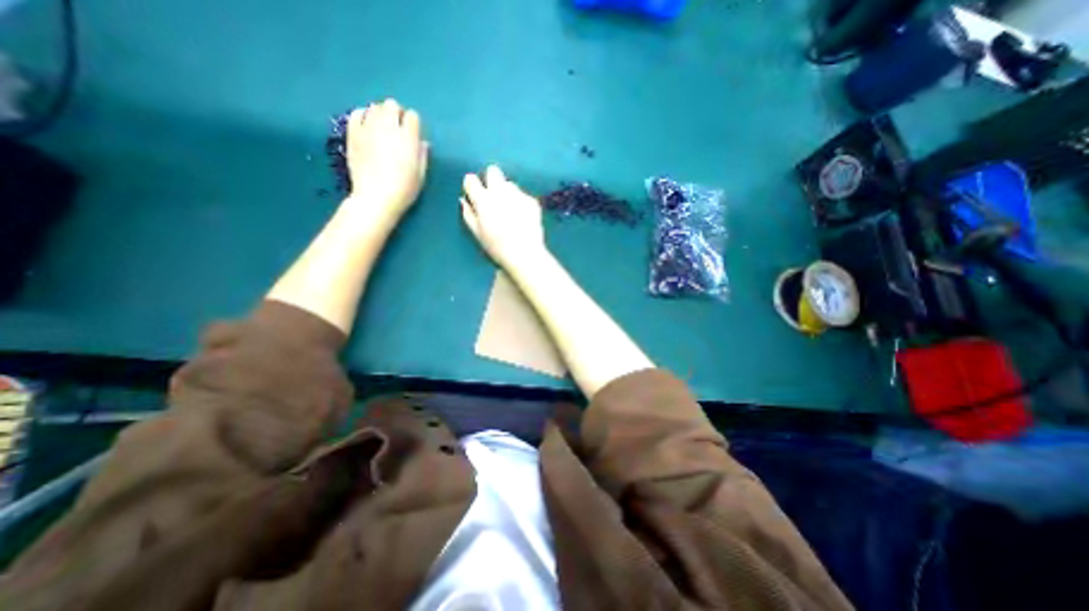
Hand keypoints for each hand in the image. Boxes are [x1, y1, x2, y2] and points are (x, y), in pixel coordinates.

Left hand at [350, 100, 430, 221]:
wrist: (376, 197)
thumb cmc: (404, 189)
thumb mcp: (421, 175)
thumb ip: (422, 155)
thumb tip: (422, 142)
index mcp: (408, 138)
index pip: (412, 116)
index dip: (413, 124)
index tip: (412, 135)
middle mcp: (388, 128)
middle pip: (392, 105)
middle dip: (396, 114)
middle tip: (397, 129)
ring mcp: (368, 128)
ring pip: (374, 107)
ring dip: (380, 114)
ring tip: (382, 129)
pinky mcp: (353, 133)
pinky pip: (356, 113)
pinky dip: (363, 116)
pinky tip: (367, 128)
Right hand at [455, 166, 545, 270]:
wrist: (524, 254)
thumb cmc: (497, 247)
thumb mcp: (477, 233)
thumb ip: (468, 214)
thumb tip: (463, 201)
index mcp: (483, 200)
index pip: (471, 179)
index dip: (471, 185)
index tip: (474, 193)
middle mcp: (500, 192)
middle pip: (493, 171)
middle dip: (491, 179)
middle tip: (492, 195)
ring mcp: (518, 195)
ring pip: (509, 184)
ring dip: (507, 192)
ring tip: (510, 211)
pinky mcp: (532, 201)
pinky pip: (523, 196)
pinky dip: (521, 203)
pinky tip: (523, 218)